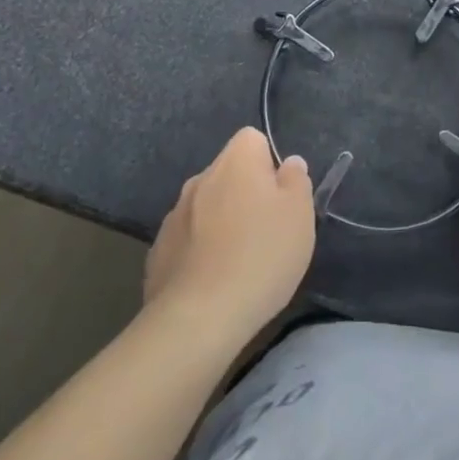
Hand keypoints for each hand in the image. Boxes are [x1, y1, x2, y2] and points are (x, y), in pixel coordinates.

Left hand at [145, 127, 314, 343]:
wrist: (198, 319)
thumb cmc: (260, 256)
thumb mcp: (299, 215)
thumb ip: (296, 181)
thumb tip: (288, 165)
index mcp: (235, 160)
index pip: (254, 140)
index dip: (270, 165)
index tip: (280, 199)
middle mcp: (200, 177)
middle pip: (229, 174)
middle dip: (245, 195)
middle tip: (266, 233)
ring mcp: (174, 214)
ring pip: (207, 207)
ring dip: (221, 223)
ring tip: (239, 264)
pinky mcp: (158, 251)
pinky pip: (188, 240)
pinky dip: (200, 252)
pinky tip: (212, 283)